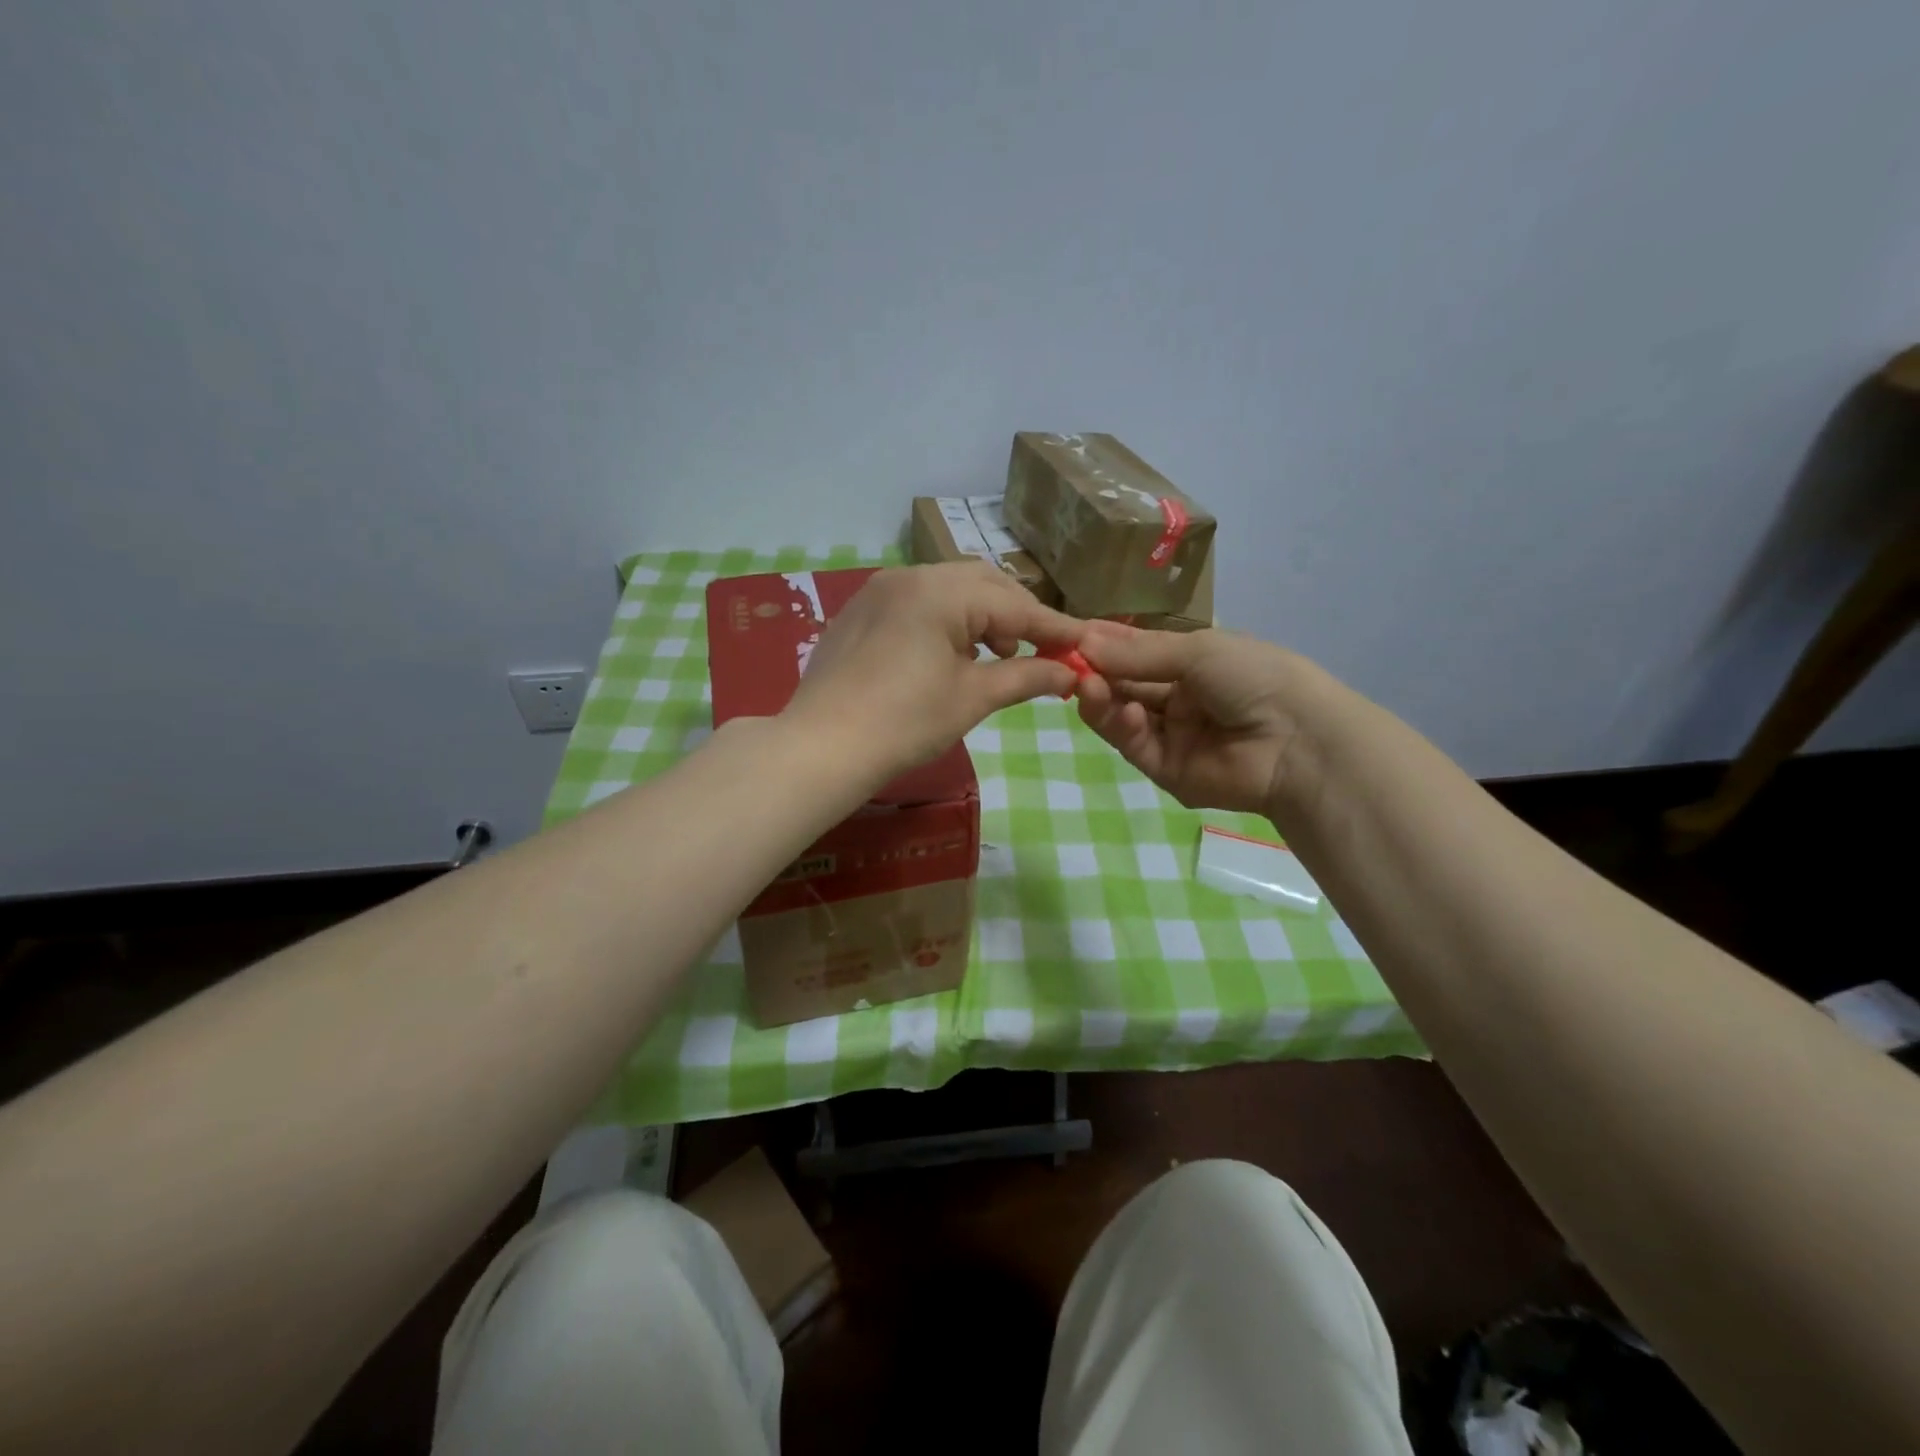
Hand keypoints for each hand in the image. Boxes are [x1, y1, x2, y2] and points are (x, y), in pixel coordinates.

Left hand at [785, 562, 1084, 780]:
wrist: (822, 747)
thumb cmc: (905, 723)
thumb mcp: (972, 698)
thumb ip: (1027, 677)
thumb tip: (1070, 673)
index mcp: (940, 592)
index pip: (1013, 604)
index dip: (1053, 627)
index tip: (1085, 643)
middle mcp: (909, 576)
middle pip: (982, 584)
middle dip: (1016, 616)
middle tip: (1038, 653)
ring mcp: (880, 591)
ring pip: (949, 589)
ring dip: (982, 617)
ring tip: (996, 657)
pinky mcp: (861, 611)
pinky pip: (918, 602)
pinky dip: (947, 620)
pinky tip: (951, 654)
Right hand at [1075, 622, 1323, 817]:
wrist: (1297, 739)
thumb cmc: (1254, 676)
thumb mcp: (1196, 651)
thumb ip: (1137, 653)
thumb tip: (1083, 642)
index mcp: (1191, 664)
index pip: (1136, 652)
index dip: (1104, 644)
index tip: (1068, 635)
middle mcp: (1178, 698)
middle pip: (1123, 684)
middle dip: (1095, 672)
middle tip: (1063, 661)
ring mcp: (1171, 735)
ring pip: (1121, 716)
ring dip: (1100, 699)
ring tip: (1085, 685)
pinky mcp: (1166, 770)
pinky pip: (1134, 745)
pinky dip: (1120, 727)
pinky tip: (1120, 711)